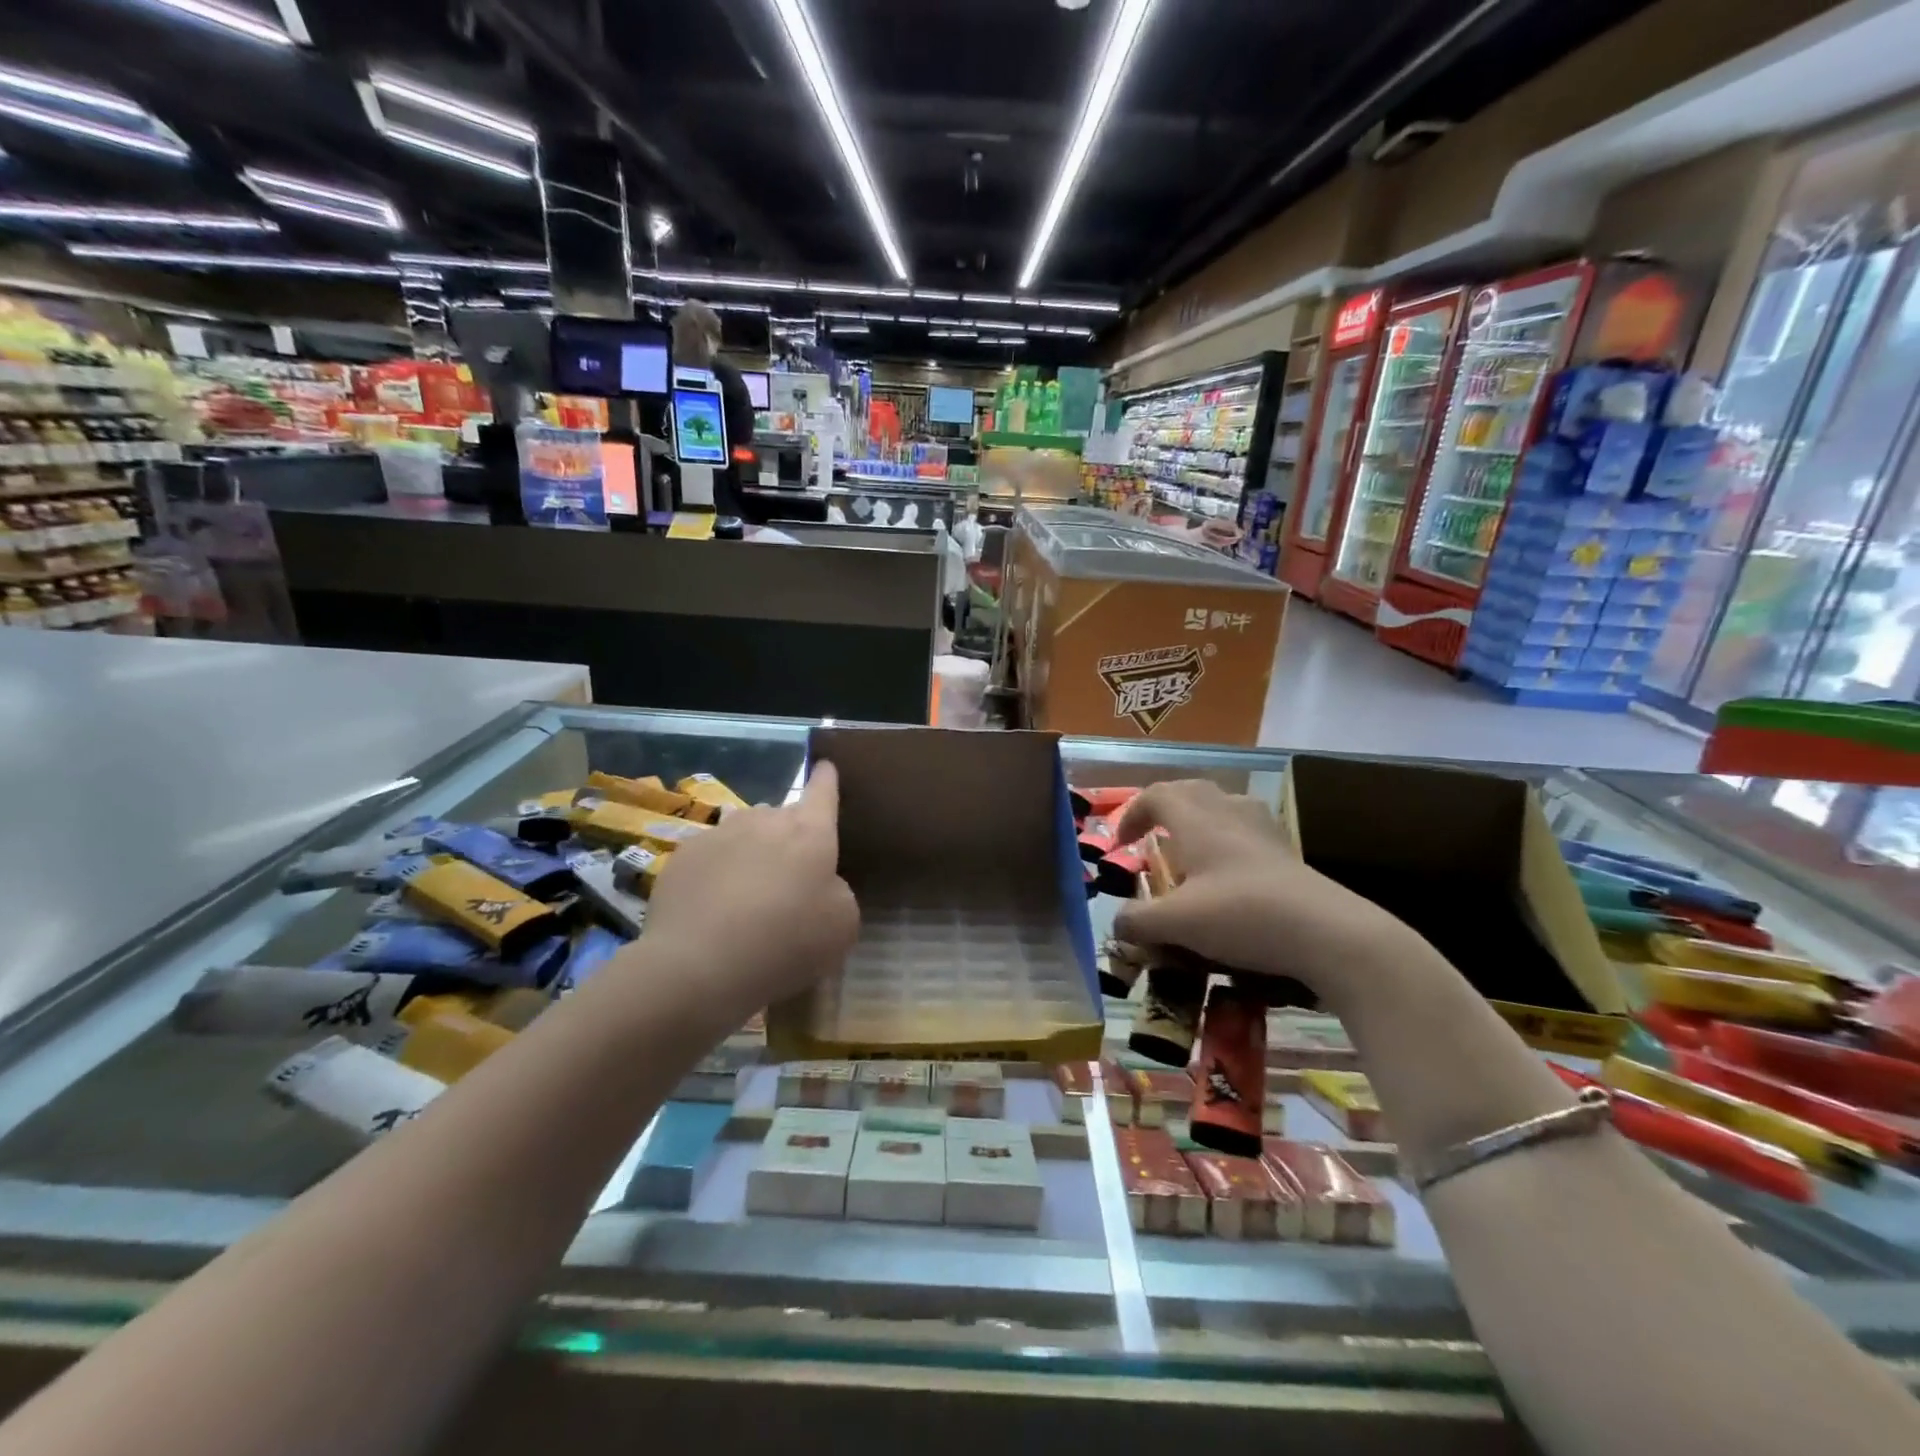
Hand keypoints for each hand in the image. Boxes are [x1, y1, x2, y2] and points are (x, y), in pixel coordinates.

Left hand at [641, 762, 859, 1015]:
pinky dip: (717, 874)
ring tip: (747, 895)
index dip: (826, 779)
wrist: (698, 966)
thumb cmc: (785, 943)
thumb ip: (838, 893)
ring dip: (751, 853)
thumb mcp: (842, 926)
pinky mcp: (682, 855)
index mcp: (810, 831)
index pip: (823, 791)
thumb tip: (819, 885)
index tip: (825, 766)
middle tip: (787, 878)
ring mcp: (719, 834)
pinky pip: (710, 857)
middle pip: (782, 817)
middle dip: (787, 837)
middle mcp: (765, 819)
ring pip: (744, 833)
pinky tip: (713, 910)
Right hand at [1112, 780, 1415, 1004]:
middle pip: (1190, 790)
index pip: (1155, 795)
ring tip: (1192, 852)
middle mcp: (1228, 812)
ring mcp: (1263, 828)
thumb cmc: (1241, 915)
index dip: (1132, 814)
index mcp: (1196, 820)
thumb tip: (1118, 923)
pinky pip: (1247, 828)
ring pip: (1223, 804)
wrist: (1326, 932)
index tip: (1121, 844)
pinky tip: (1230, 873)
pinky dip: (1228, 840)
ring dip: (1199, 820)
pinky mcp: (1288, 850)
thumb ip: (1138, 920)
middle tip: (1152, 839)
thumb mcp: (1177, 923)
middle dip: (1164, 809)